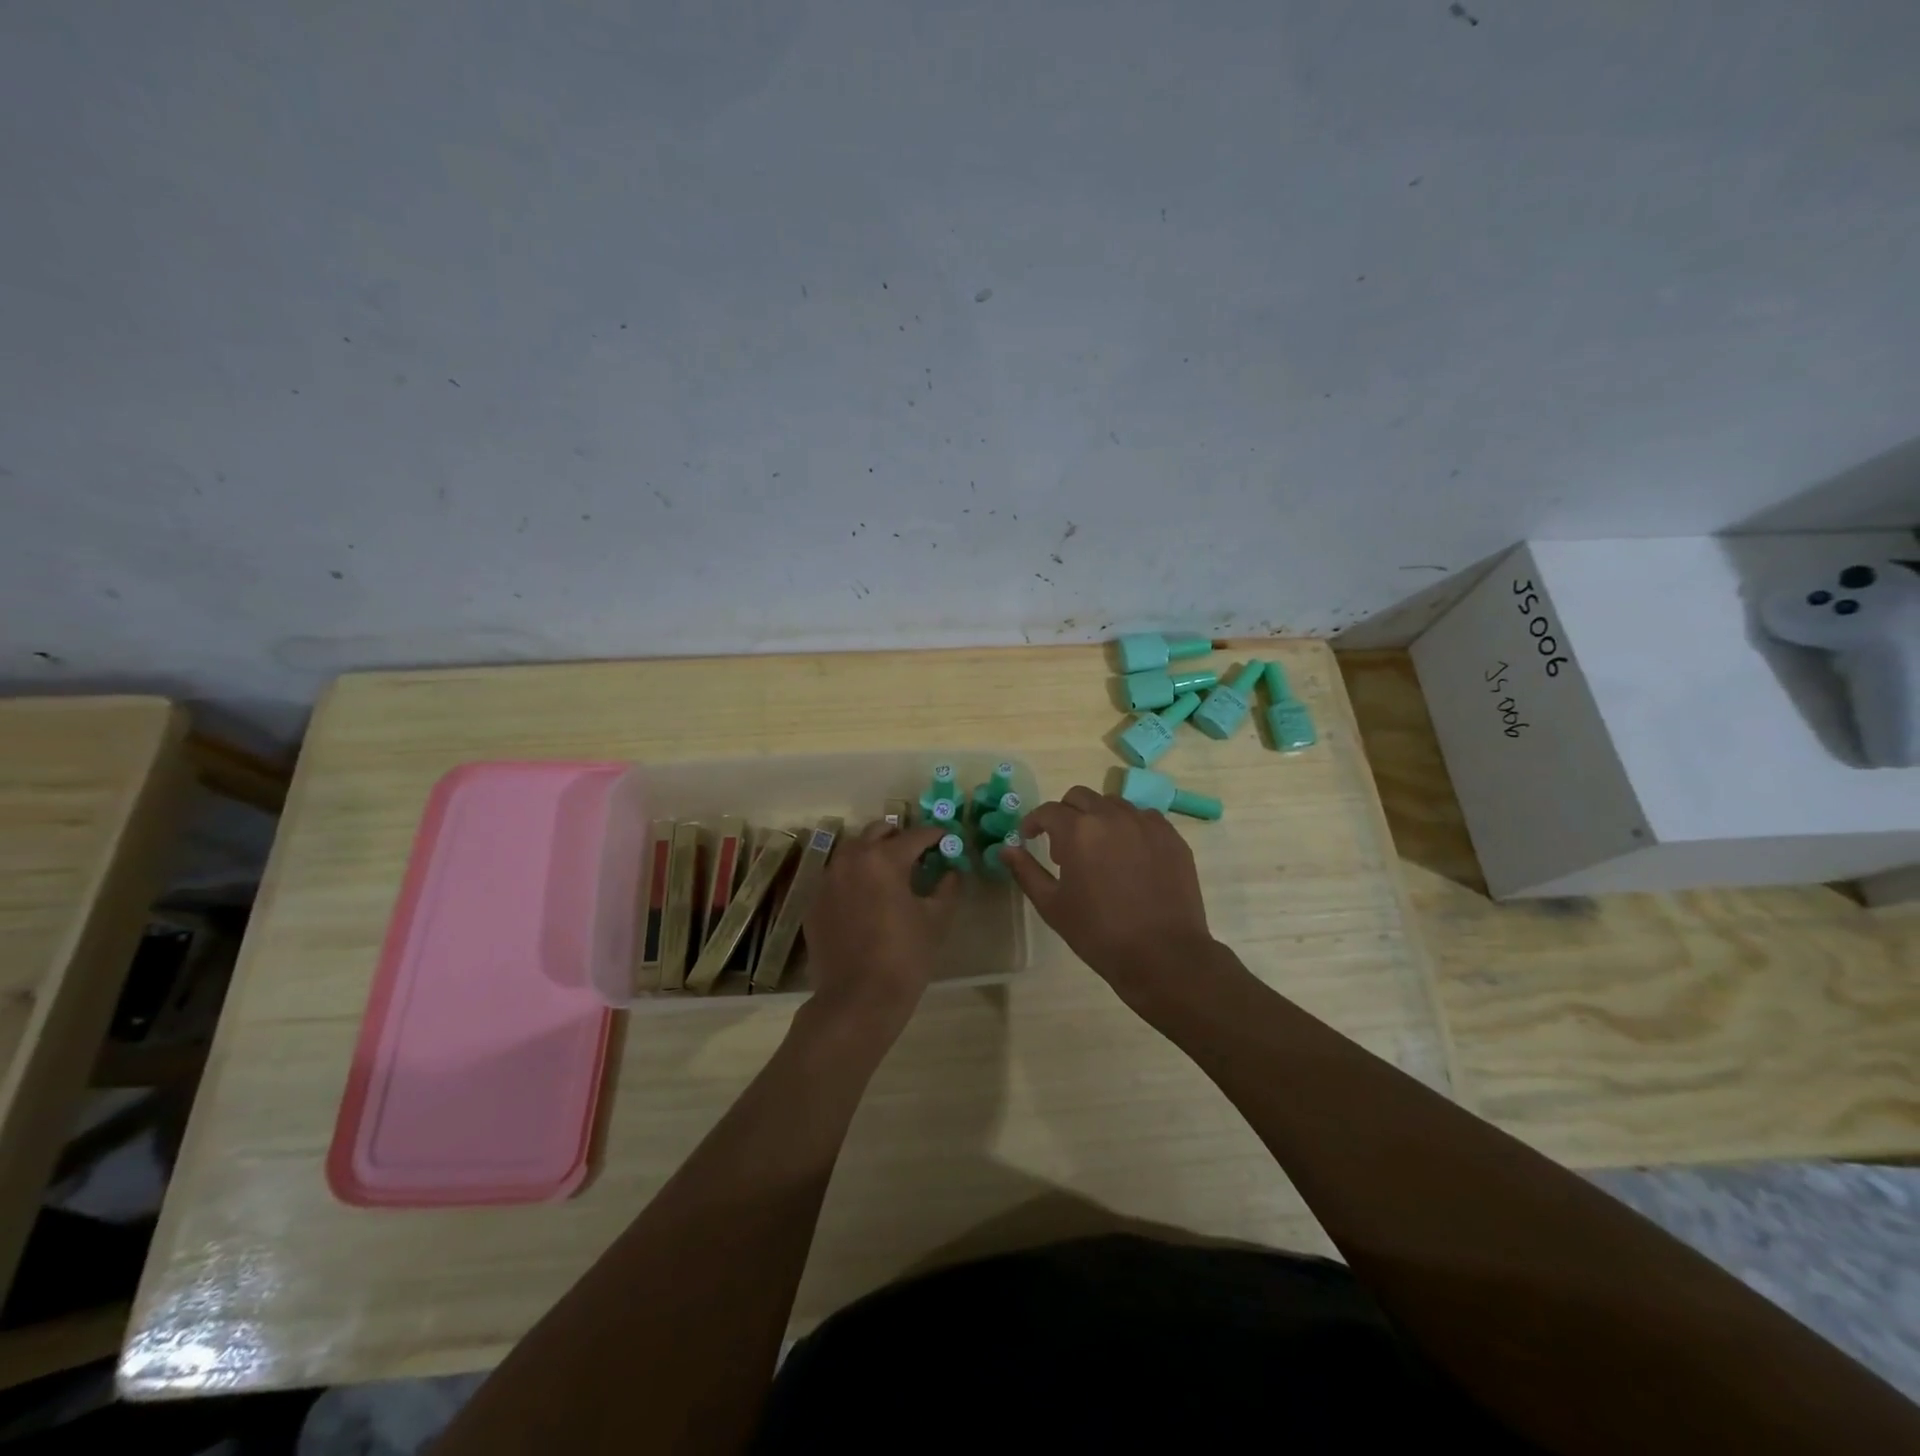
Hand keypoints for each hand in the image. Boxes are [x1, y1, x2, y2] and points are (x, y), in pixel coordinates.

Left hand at [802, 822, 958, 1035]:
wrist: (857, 1000)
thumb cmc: (905, 957)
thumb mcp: (936, 920)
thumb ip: (947, 887)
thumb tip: (951, 871)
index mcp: (883, 858)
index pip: (915, 835)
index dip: (935, 835)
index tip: (947, 839)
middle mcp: (851, 859)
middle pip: (878, 831)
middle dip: (900, 837)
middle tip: (918, 853)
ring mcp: (827, 880)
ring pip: (853, 851)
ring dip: (874, 853)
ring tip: (891, 873)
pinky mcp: (814, 902)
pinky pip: (838, 877)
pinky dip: (855, 877)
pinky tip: (867, 899)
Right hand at [1004, 786, 1219, 1013]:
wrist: (1163, 955)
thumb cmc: (1099, 933)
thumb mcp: (1052, 906)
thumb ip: (1026, 871)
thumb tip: (1006, 848)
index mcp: (1078, 830)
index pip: (1048, 811)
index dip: (1034, 822)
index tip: (1030, 837)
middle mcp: (1111, 816)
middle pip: (1080, 797)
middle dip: (1065, 814)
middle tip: (1064, 846)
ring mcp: (1146, 823)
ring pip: (1113, 804)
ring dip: (1098, 818)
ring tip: (1099, 850)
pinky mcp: (1171, 836)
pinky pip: (1144, 817)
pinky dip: (1129, 827)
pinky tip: (1130, 856)